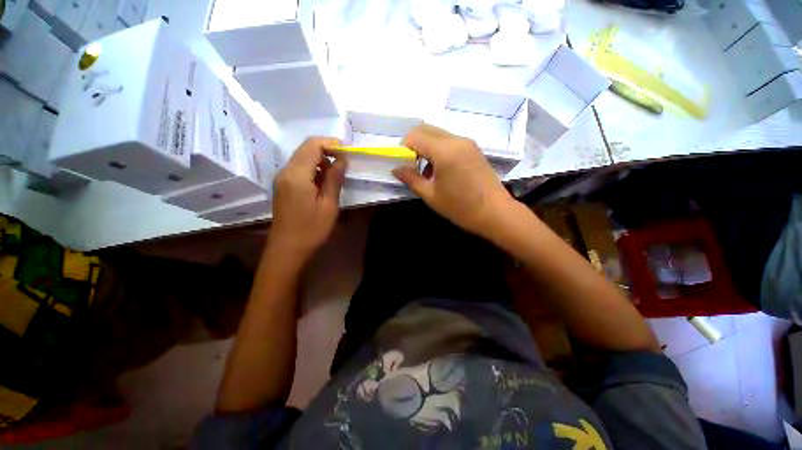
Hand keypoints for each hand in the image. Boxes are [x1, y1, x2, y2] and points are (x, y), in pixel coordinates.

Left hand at [270, 137, 345, 259]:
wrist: (287, 249)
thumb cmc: (312, 229)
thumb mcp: (329, 205)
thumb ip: (334, 179)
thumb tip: (342, 159)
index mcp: (297, 175)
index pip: (313, 145)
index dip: (331, 143)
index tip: (347, 153)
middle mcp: (286, 171)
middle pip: (306, 148)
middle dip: (327, 150)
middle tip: (344, 163)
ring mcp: (282, 178)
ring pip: (302, 157)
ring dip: (320, 160)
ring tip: (336, 175)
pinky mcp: (282, 185)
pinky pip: (298, 168)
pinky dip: (313, 169)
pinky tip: (323, 183)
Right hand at [392, 124, 515, 238]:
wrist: (495, 213)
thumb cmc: (460, 207)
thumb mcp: (431, 195)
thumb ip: (411, 178)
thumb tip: (396, 169)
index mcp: (444, 150)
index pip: (415, 136)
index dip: (403, 148)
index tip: (402, 164)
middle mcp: (456, 140)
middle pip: (426, 129)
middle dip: (414, 144)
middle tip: (412, 166)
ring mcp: (467, 142)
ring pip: (438, 134)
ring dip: (427, 147)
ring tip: (427, 171)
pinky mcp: (473, 148)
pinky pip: (450, 141)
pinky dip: (439, 149)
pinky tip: (441, 170)